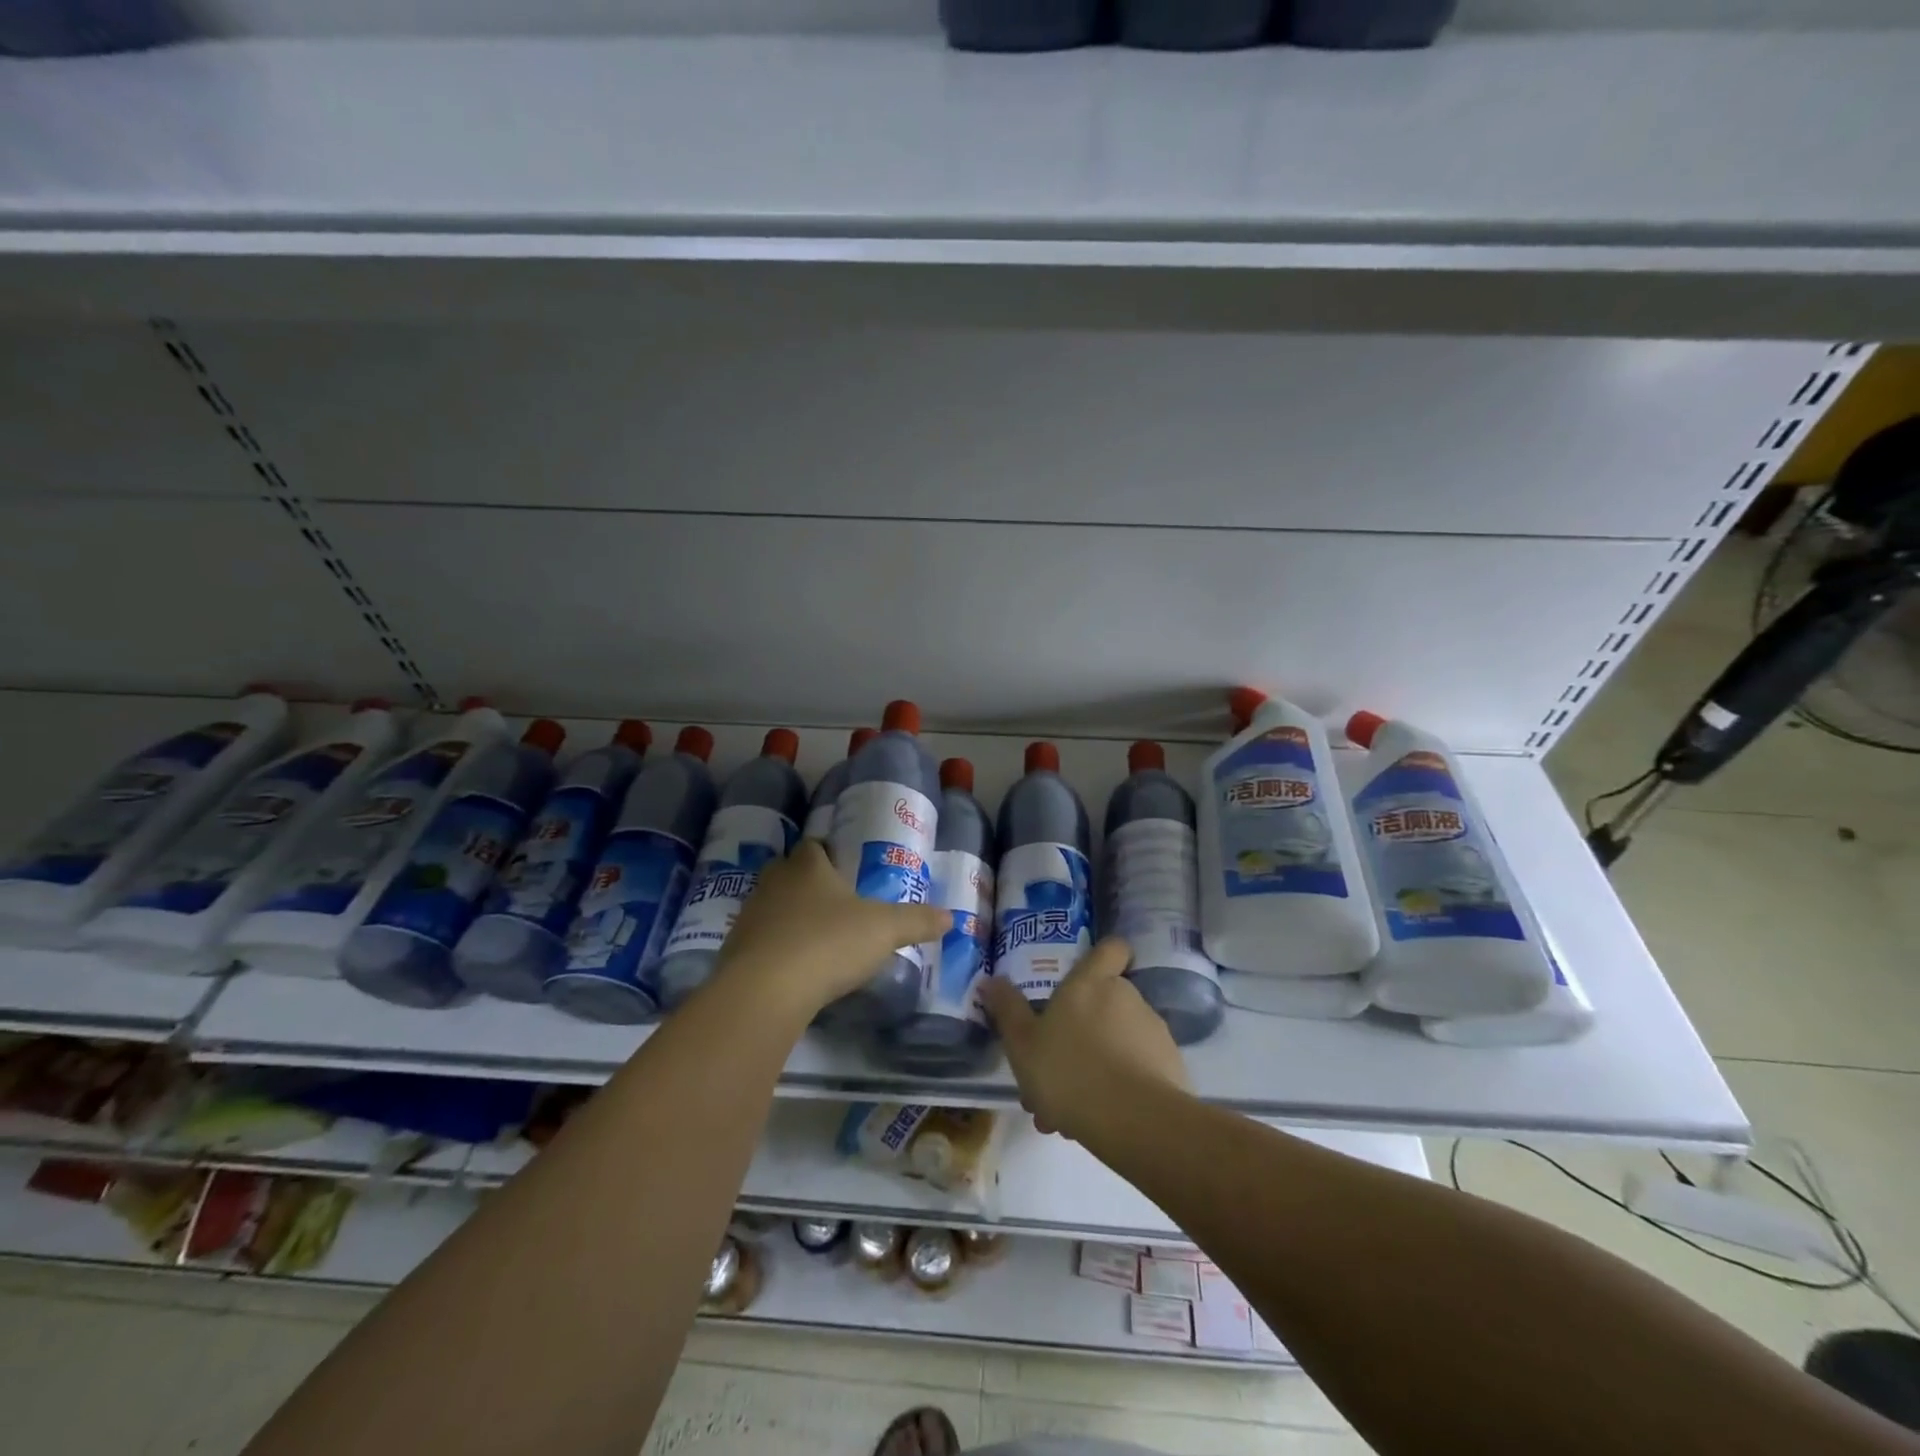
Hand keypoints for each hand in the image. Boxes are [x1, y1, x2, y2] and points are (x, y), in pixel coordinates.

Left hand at [711, 842, 948, 1022]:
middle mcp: (773, 882)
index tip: (845, 869)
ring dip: (789, 918)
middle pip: (789, 874)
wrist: (765, 990)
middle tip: (835, 905)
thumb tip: (950, 917)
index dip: (828, 854)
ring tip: (816, 940)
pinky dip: (775, 949)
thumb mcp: (884, 930)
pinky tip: (794, 970)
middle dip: (808, 885)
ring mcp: (749, 916)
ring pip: (772, 907)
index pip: (814, 846)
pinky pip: (759, 941)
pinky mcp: (734, 951)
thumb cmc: (828, 943)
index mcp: (807, 866)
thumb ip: (916, 921)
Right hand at [981, 938, 1190, 1142]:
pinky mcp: (1171, 1068)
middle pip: (1106, 1001)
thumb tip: (991, 979)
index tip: (1088, 976)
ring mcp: (1153, 1032)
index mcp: (1091, 983)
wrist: (1136, 1122)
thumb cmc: (1069, 1070)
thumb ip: (1007, 1009)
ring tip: (1066, 1111)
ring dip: (1095, 1067)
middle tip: (1053, 1070)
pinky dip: (1117, 1090)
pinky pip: (1137, 1071)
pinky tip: (1092, 1123)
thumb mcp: (1022, 1043)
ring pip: (1117, 1042)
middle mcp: (1127, 997)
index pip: (1110, 948)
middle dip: (1080, 1033)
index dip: (1103, 956)